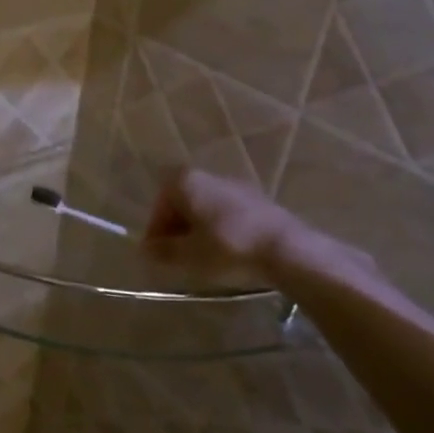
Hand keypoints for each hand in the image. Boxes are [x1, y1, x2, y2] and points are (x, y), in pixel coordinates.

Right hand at [144, 168, 304, 266]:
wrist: (288, 250)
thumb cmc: (227, 248)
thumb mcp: (188, 255)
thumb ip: (163, 251)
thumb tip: (145, 249)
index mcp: (186, 181)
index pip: (160, 202)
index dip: (156, 228)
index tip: (158, 252)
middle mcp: (209, 176)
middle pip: (183, 201)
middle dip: (177, 227)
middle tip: (178, 255)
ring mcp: (237, 186)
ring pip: (206, 207)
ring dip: (200, 229)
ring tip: (204, 257)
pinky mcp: (260, 201)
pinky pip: (229, 213)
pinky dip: (222, 229)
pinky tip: (229, 252)